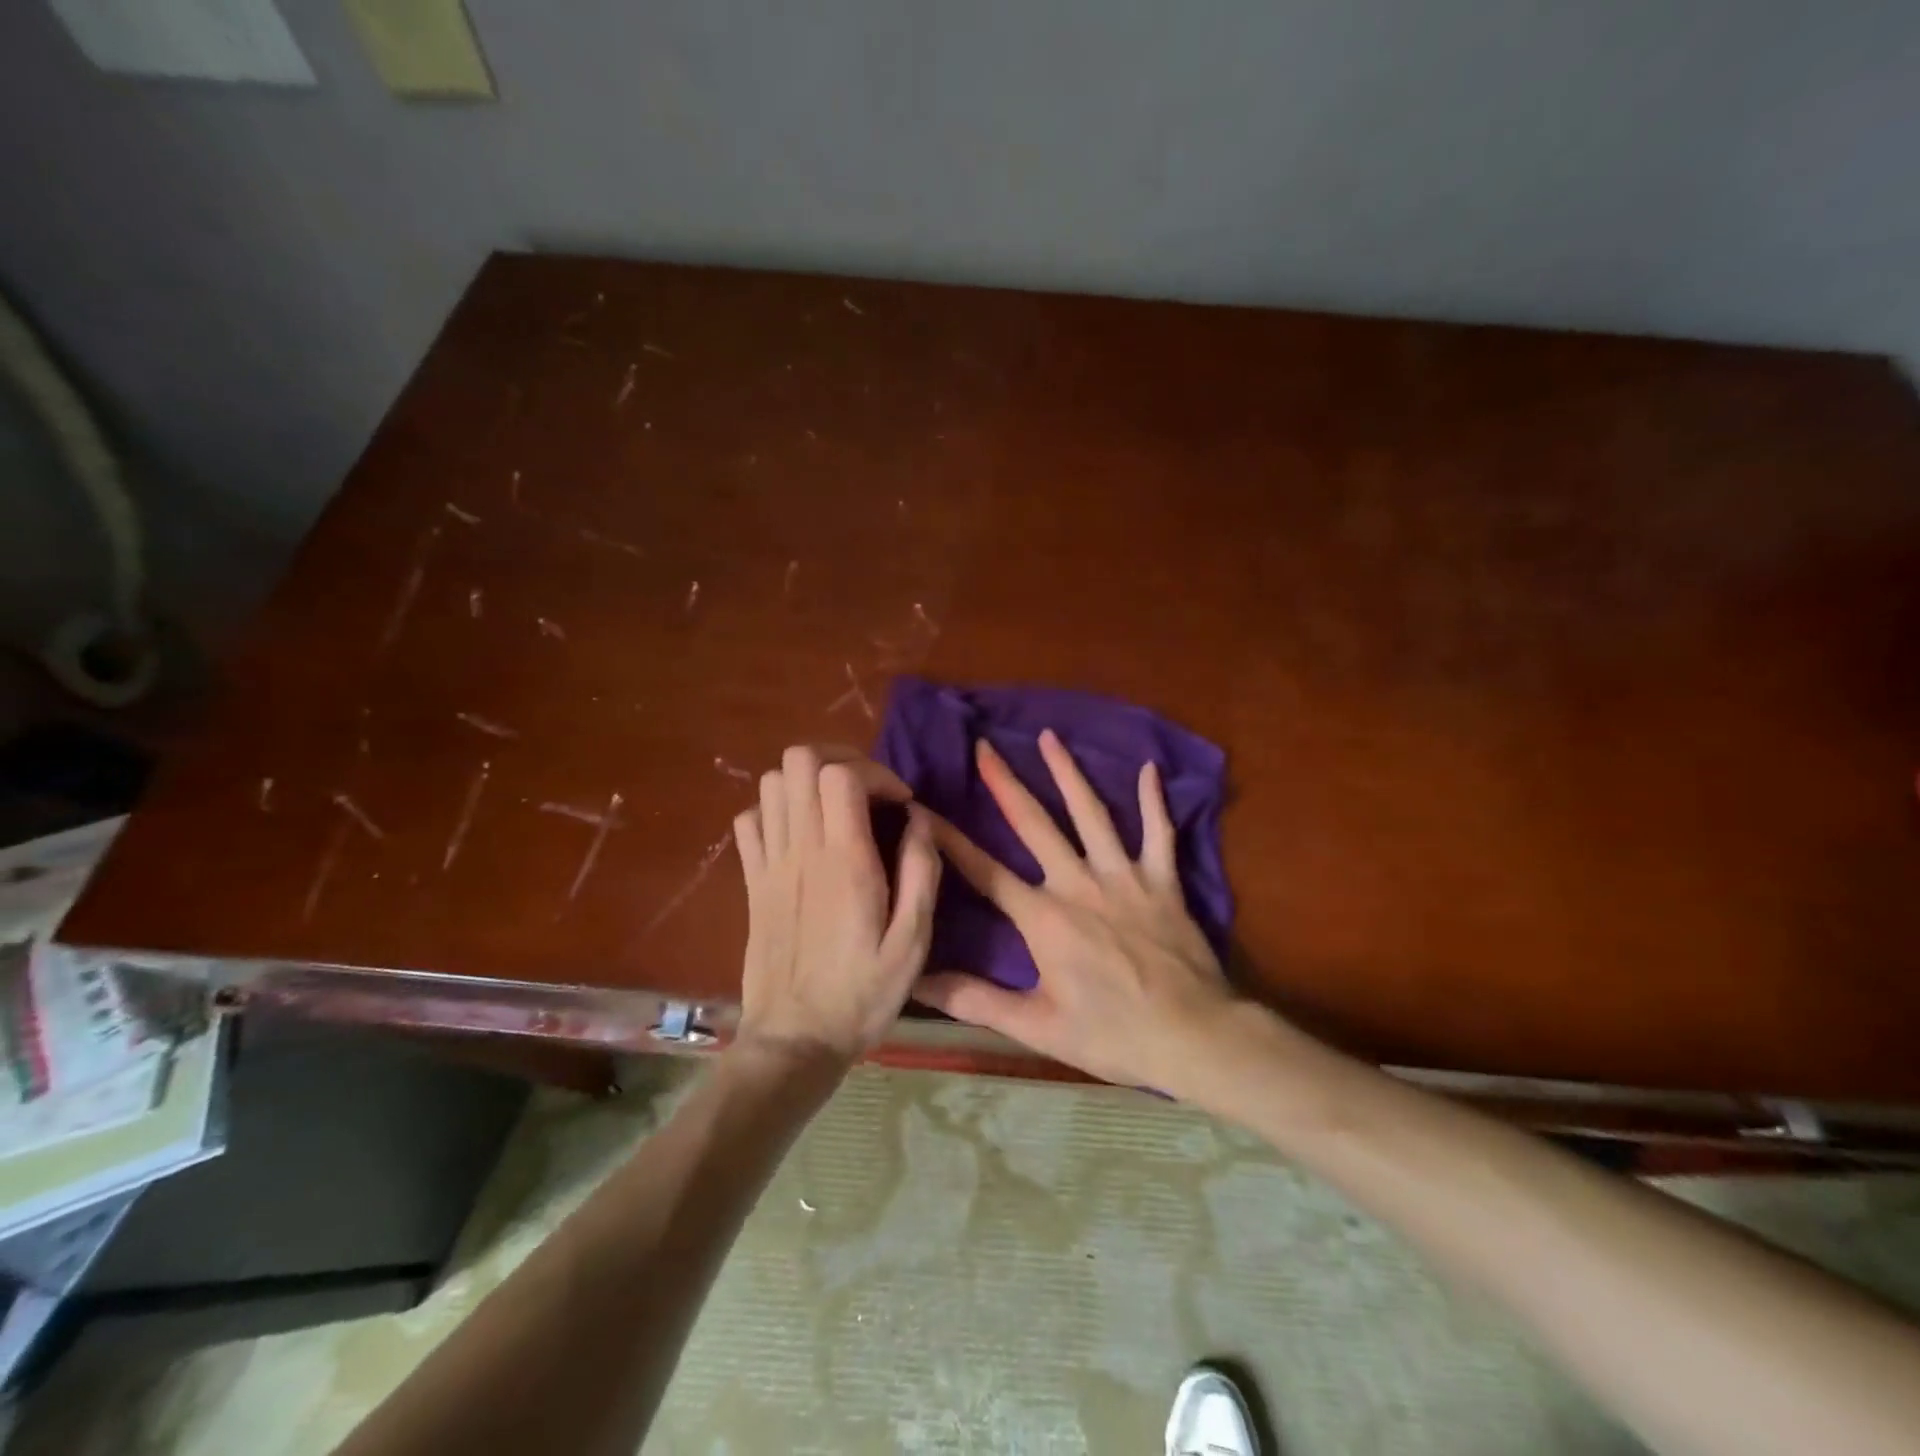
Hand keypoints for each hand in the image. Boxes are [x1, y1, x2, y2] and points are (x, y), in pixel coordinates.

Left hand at [732, 745, 941, 1063]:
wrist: (794, 1041)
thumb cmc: (862, 995)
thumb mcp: (913, 942)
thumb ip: (920, 872)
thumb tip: (919, 819)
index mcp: (844, 861)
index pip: (841, 775)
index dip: (875, 772)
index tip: (899, 803)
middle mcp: (800, 850)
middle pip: (799, 761)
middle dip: (839, 760)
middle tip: (868, 790)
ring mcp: (769, 864)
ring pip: (771, 783)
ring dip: (806, 782)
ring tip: (836, 807)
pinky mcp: (752, 882)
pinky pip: (749, 820)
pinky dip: (773, 811)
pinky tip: (799, 834)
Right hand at [912, 731, 1237, 1089]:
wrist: (1194, 1037)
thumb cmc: (1112, 1035)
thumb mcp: (1037, 1026)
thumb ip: (975, 1000)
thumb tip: (917, 982)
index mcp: (1043, 918)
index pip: (985, 871)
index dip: (950, 840)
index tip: (924, 809)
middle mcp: (1078, 883)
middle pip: (1035, 824)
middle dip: (1006, 783)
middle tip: (985, 747)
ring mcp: (1124, 876)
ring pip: (1091, 813)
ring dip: (1068, 773)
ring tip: (1049, 736)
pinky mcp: (1163, 881)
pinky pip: (1159, 832)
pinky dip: (1154, 801)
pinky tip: (1149, 769)